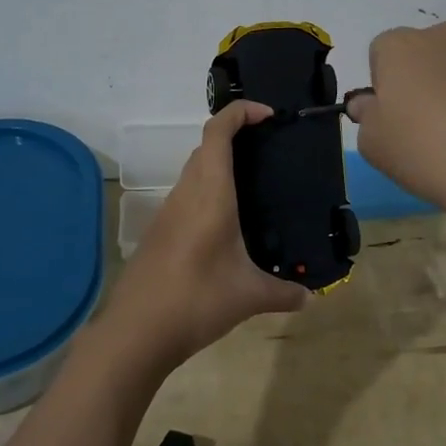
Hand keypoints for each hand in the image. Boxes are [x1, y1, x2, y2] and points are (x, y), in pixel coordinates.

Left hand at [100, 100, 305, 369]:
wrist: (135, 332)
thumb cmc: (196, 300)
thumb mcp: (248, 296)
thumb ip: (283, 293)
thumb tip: (310, 298)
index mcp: (209, 193)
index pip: (218, 132)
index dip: (241, 113)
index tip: (268, 116)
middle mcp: (186, 193)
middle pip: (205, 146)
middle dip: (235, 136)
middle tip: (269, 151)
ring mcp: (168, 212)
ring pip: (194, 171)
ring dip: (220, 166)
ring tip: (255, 186)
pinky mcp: (160, 232)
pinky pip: (188, 196)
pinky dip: (208, 192)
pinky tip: (228, 225)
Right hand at [346, 21, 445, 228]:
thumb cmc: (425, 151)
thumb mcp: (373, 144)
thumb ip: (365, 116)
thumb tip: (371, 104)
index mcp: (401, 46)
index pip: (381, 52)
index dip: (383, 85)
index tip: (392, 118)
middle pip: (425, 54)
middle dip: (422, 81)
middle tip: (425, 128)